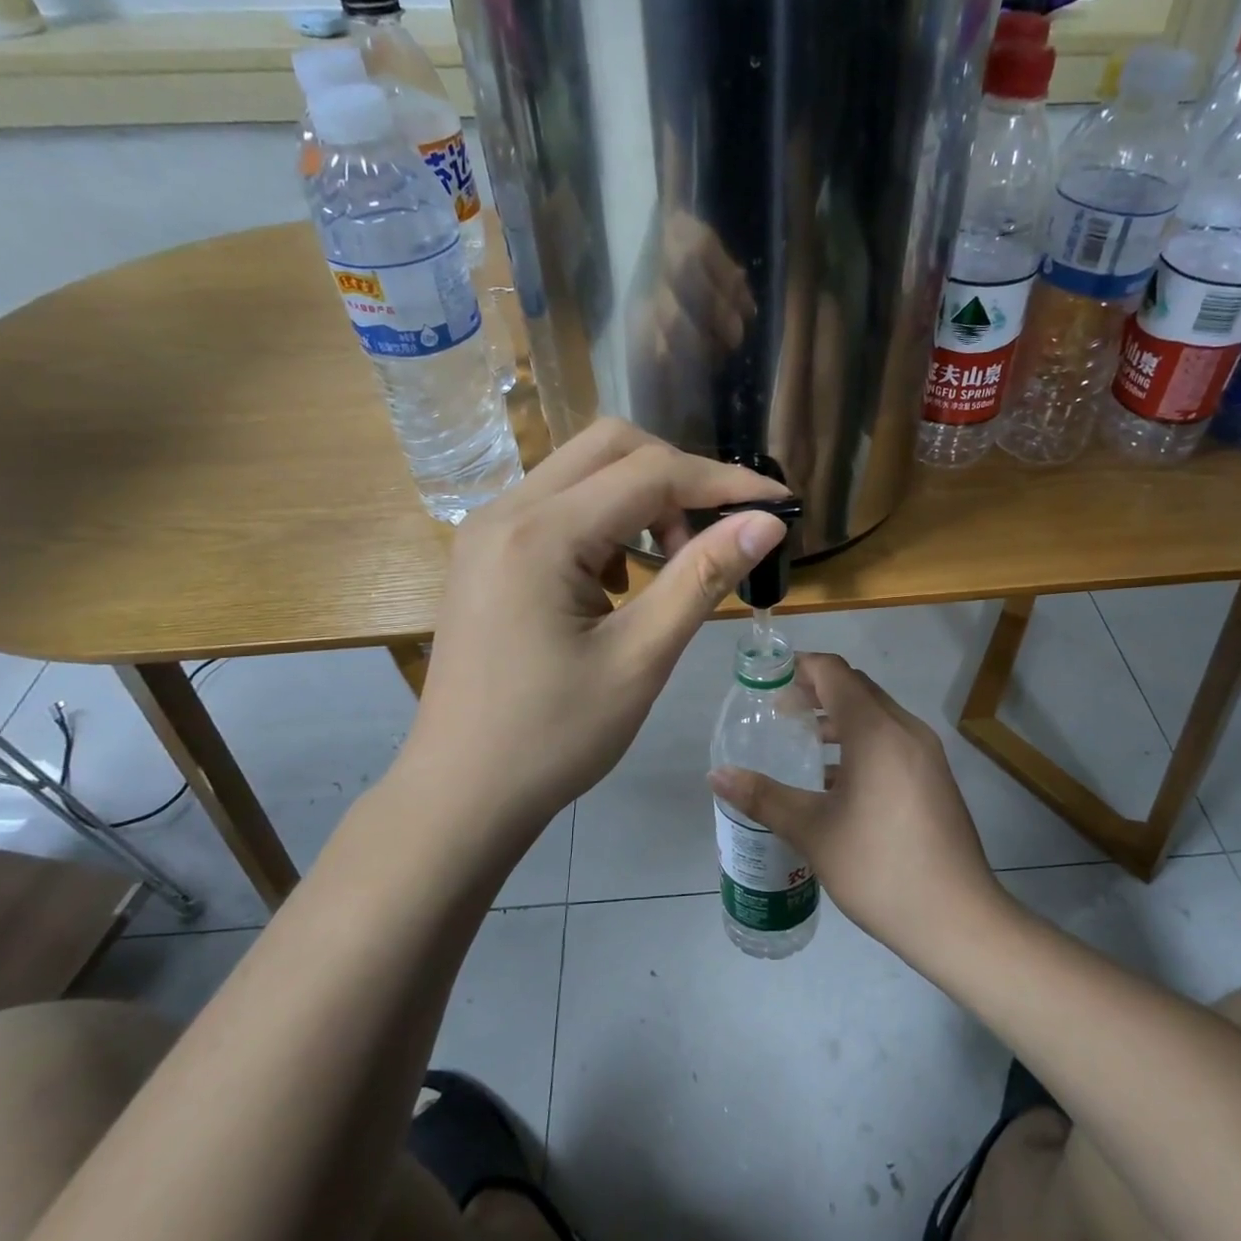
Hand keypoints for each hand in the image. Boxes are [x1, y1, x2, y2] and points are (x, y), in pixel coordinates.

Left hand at [406, 419, 787, 858]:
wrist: (461, 794)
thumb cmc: (554, 737)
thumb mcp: (641, 658)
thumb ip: (702, 578)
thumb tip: (766, 523)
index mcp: (541, 533)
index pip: (651, 473)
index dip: (724, 482)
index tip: (779, 504)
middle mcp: (506, 511)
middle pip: (611, 447)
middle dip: (678, 478)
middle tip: (715, 535)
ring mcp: (488, 530)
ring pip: (583, 472)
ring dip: (641, 499)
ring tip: (671, 563)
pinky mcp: (486, 554)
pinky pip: (558, 507)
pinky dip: (605, 522)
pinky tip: (619, 581)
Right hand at [708, 654, 1008, 959]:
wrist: (958, 919)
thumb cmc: (879, 867)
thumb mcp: (813, 831)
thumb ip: (764, 797)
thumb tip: (717, 776)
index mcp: (876, 731)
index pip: (834, 672)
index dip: (799, 668)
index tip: (767, 682)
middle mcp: (905, 729)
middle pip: (856, 688)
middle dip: (815, 690)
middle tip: (777, 712)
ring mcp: (926, 753)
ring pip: (876, 714)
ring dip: (839, 717)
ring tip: (802, 741)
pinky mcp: (934, 776)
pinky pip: (891, 739)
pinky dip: (860, 741)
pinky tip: (835, 779)